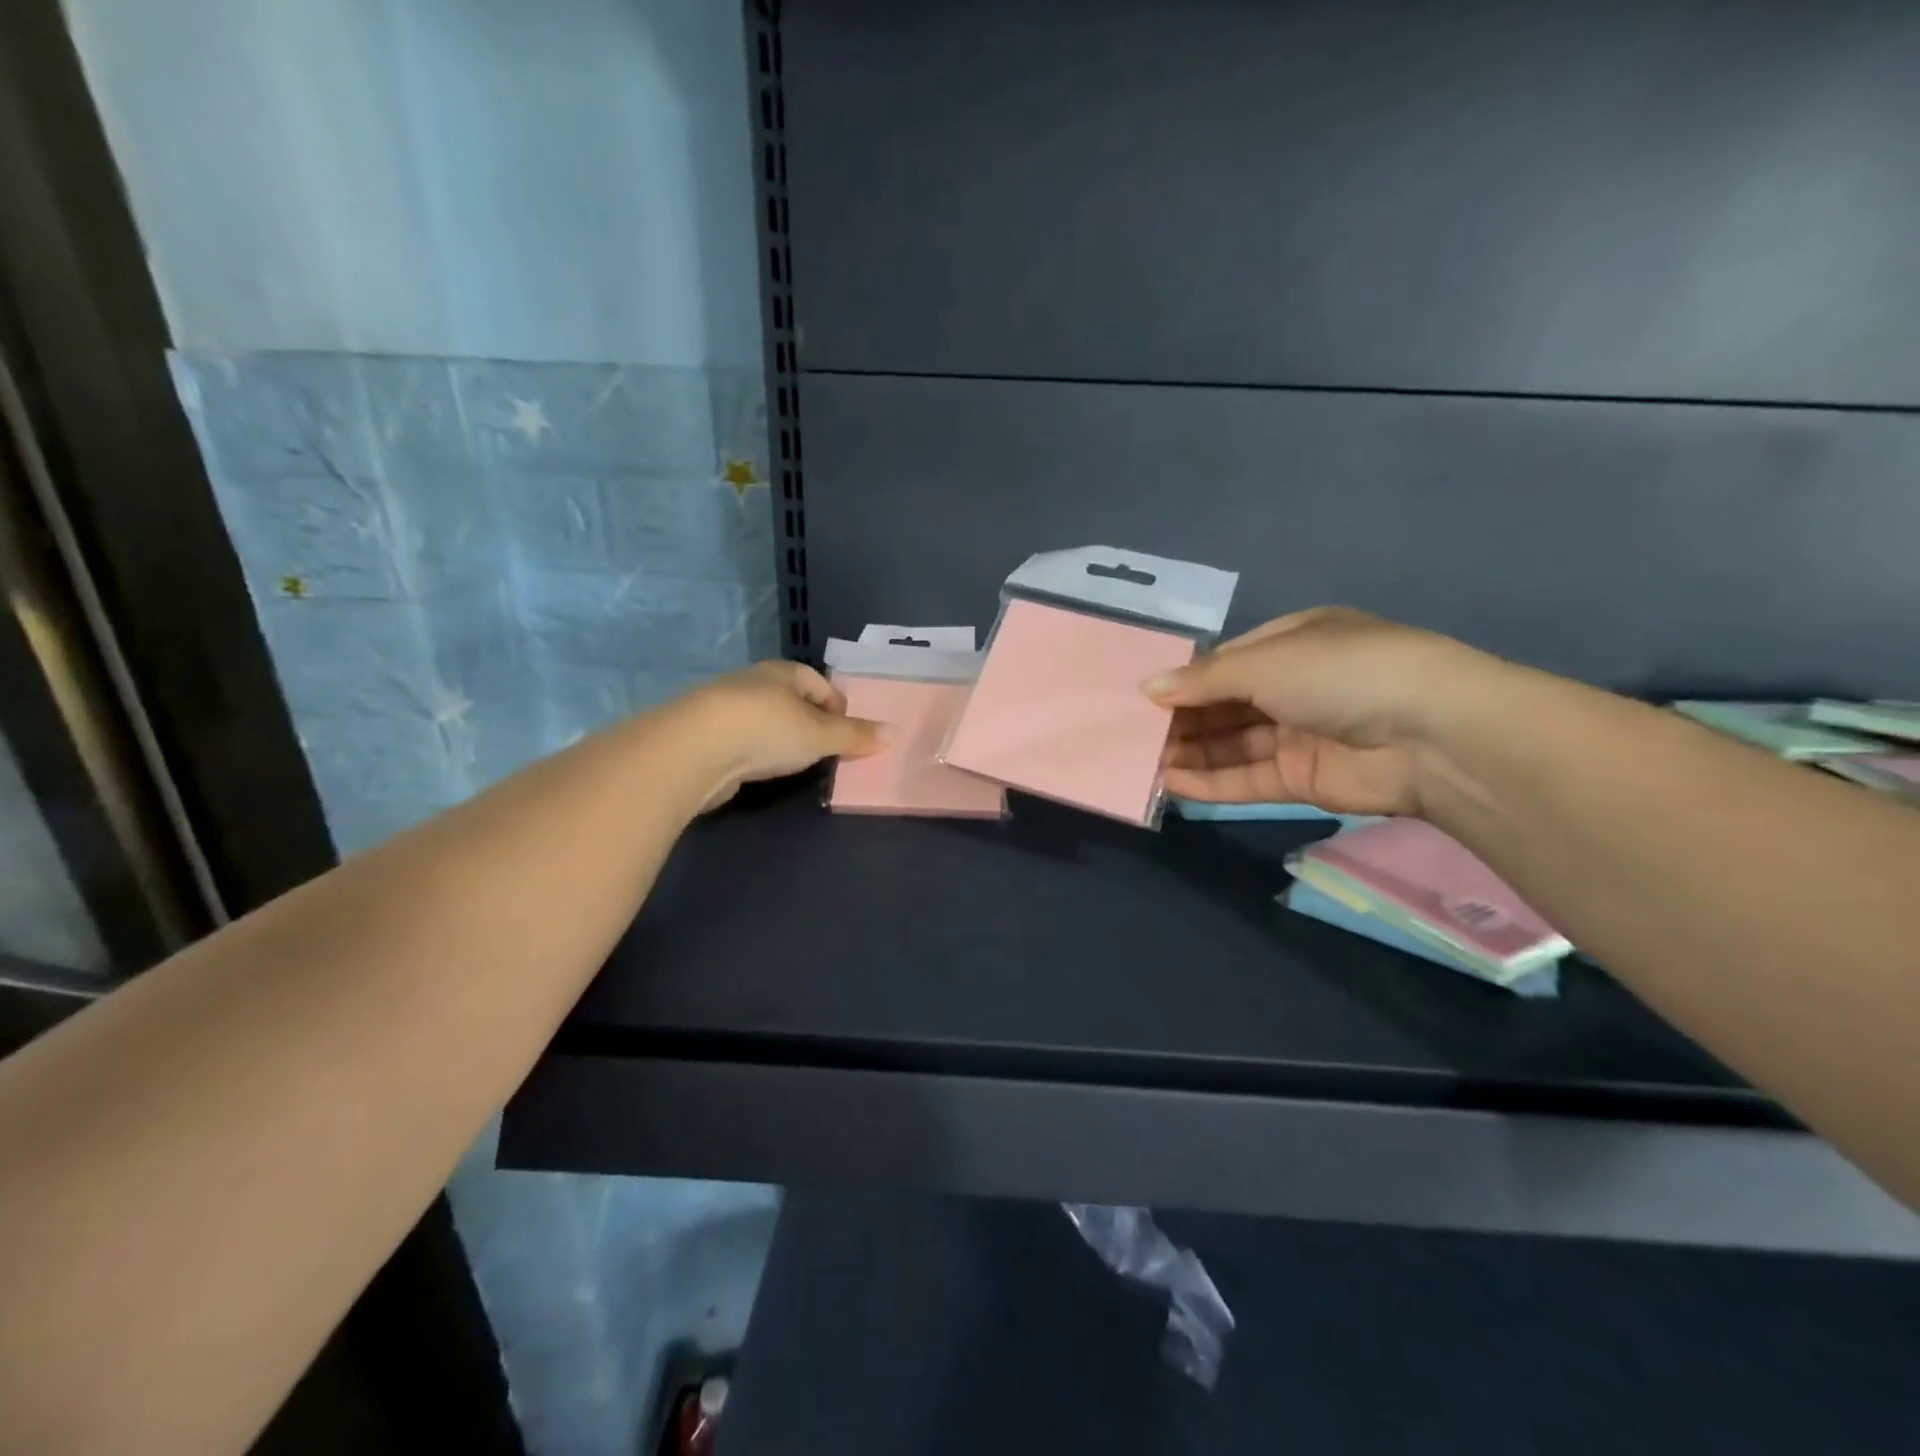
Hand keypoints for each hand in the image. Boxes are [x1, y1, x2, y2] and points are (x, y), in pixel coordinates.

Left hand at [675, 661, 892, 811]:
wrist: (694, 749)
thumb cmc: (768, 729)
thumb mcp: (821, 734)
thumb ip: (856, 735)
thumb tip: (896, 732)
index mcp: (782, 672)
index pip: (818, 682)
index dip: (836, 705)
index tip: (847, 733)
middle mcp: (753, 682)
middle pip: (791, 700)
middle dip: (810, 723)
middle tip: (826, 751)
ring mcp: (725, 708)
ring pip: (764, 721)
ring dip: (780, 739)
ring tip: (795, 764)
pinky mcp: (705, 736)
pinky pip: (742, 740)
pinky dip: (755, 753)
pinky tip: (760, 771)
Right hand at [1144, 607, 1503, 816]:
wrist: (1431, 735)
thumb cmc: (1341, 673)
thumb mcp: (1265, 662)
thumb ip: (1203, 680)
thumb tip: (1148, 687)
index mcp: (1292, 643)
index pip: (1225, 663)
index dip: (1184, 680)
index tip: (1142, 697)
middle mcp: (1293, 687)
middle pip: (1223, 706)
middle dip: (1181, 719)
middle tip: (1132, 734)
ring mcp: (1298, 735)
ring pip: (1230, 744)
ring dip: (1188, 752)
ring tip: (1141, 762)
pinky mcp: (1301, 780)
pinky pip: (1245, 778)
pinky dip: (1209, 782)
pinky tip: (1169, 782)